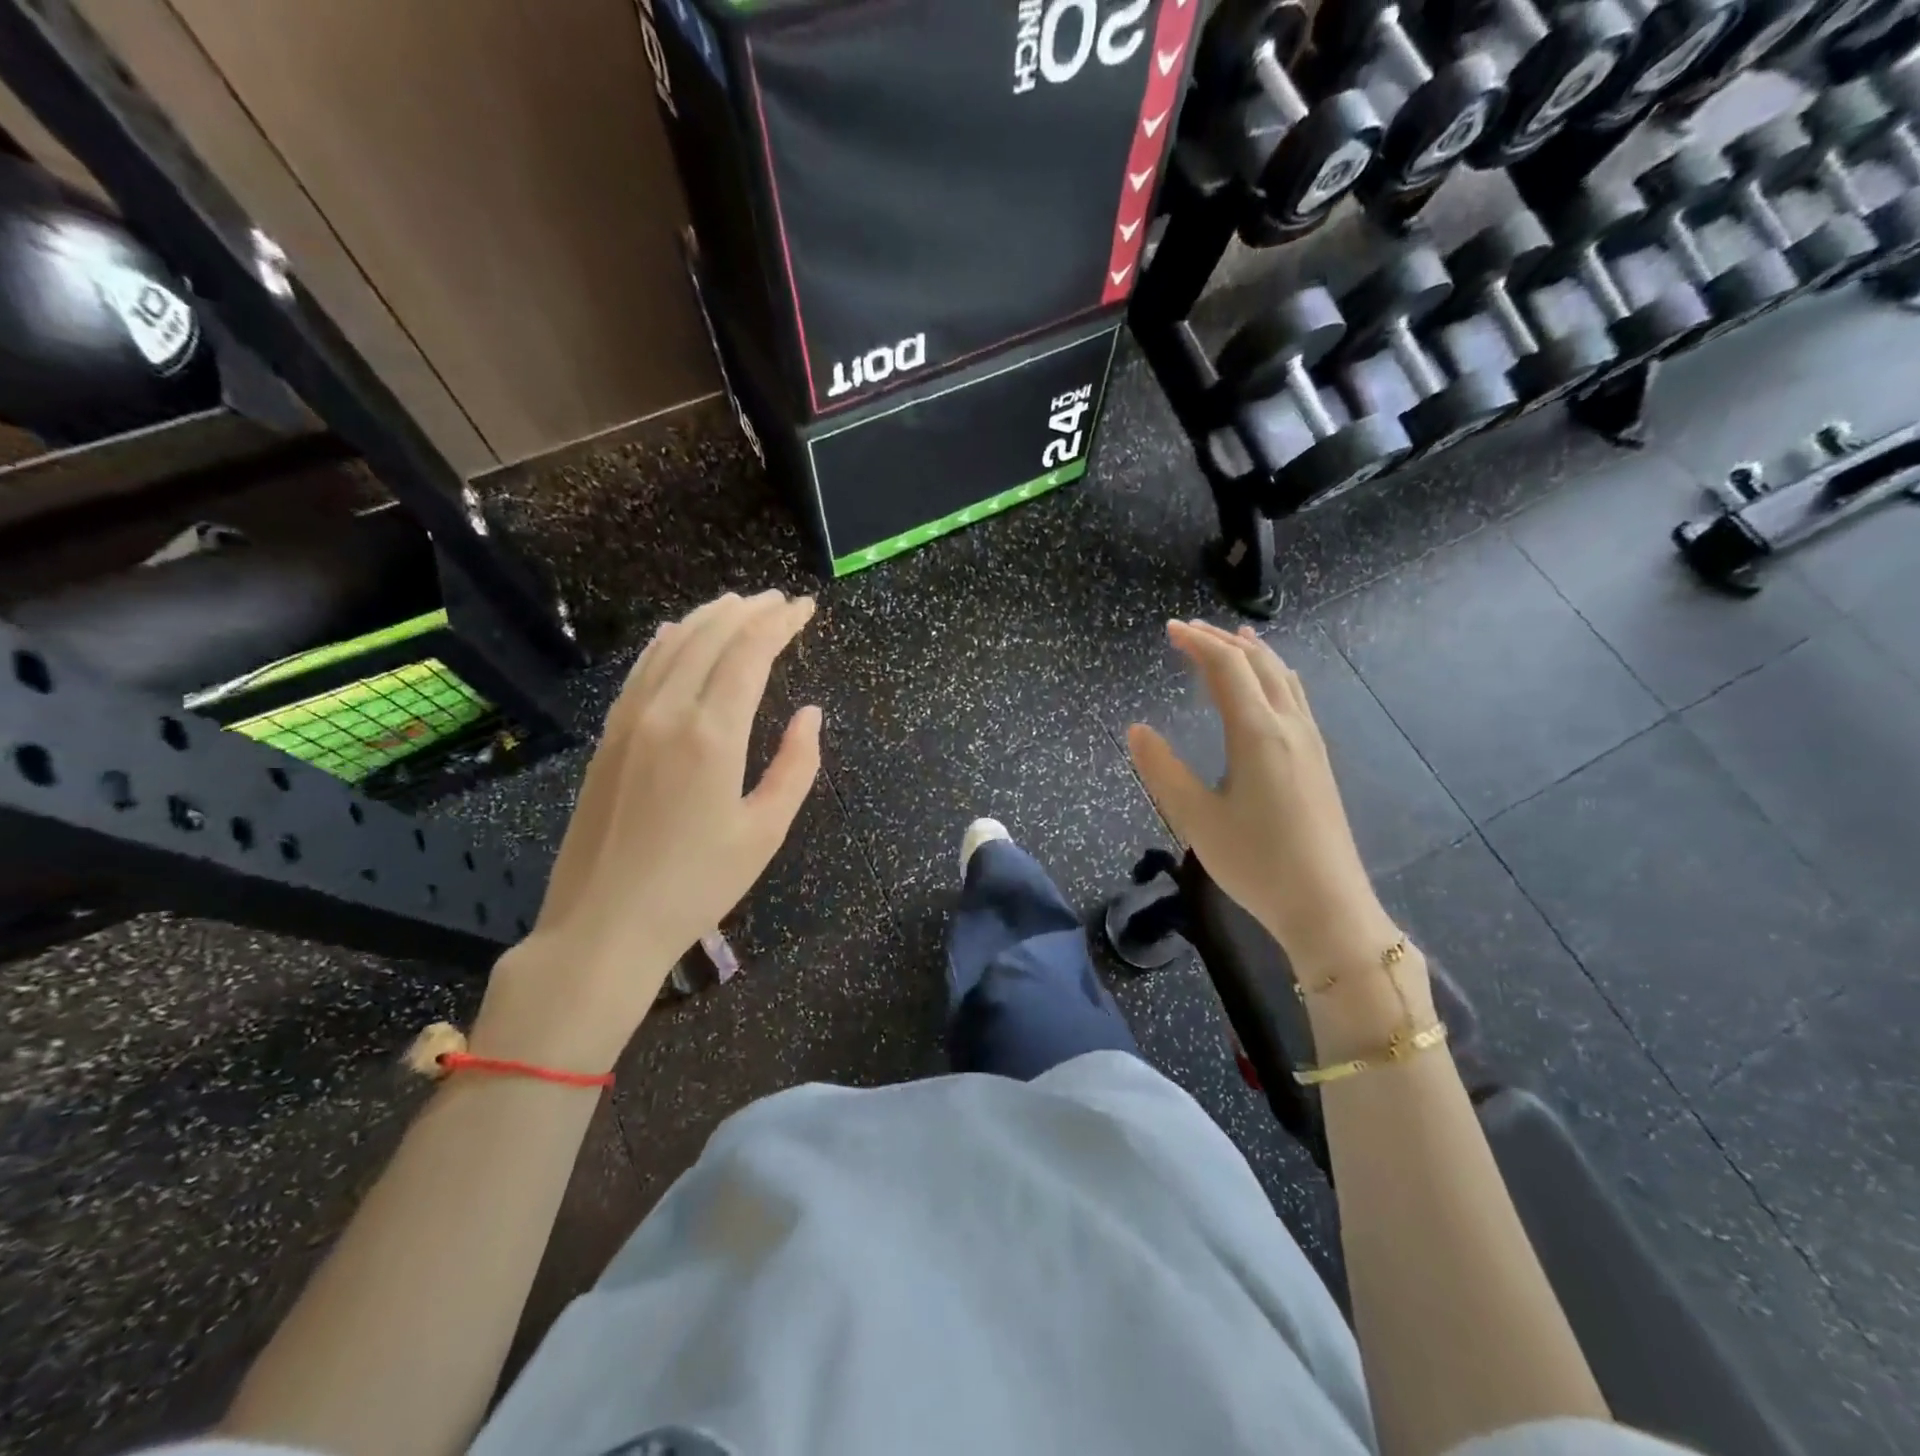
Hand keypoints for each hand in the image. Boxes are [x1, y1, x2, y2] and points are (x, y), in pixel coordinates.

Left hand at [472, 591, 821, 1071]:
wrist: (603, 924)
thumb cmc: (697, 884)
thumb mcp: (765, 832)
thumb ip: (796, 766)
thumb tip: (810, 714)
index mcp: (712, 735)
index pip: (749, 654)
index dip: (780, 624)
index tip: (805, 608)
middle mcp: (667, 713)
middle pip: (710, 639)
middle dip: (749, 612)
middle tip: (779, 601)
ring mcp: (629, 721)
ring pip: (672, 647)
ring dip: (708, 619)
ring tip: (737, 604)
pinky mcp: (608, 738)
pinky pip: (641, 671)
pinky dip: (666, 643)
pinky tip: (676, 633)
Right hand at [1126, 621, 1404, 986]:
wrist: (1327, 905)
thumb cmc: (1256, 862)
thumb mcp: (1195, 818)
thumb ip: (1162, 770)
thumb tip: (1136, 730)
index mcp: (1257, 733)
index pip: (1227, 668)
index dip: (1197, 643)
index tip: (1170, 629)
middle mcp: (1289, 726)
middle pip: (1259, 664)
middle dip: (1223, 641)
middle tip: (1191, 630)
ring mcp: (1310, 742)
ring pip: (1284, 678)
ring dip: (1255, 654)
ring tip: (1234, 640)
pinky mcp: (1319, 761)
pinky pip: (1295, 697)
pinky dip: (1273, 676)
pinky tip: (1268, 691)